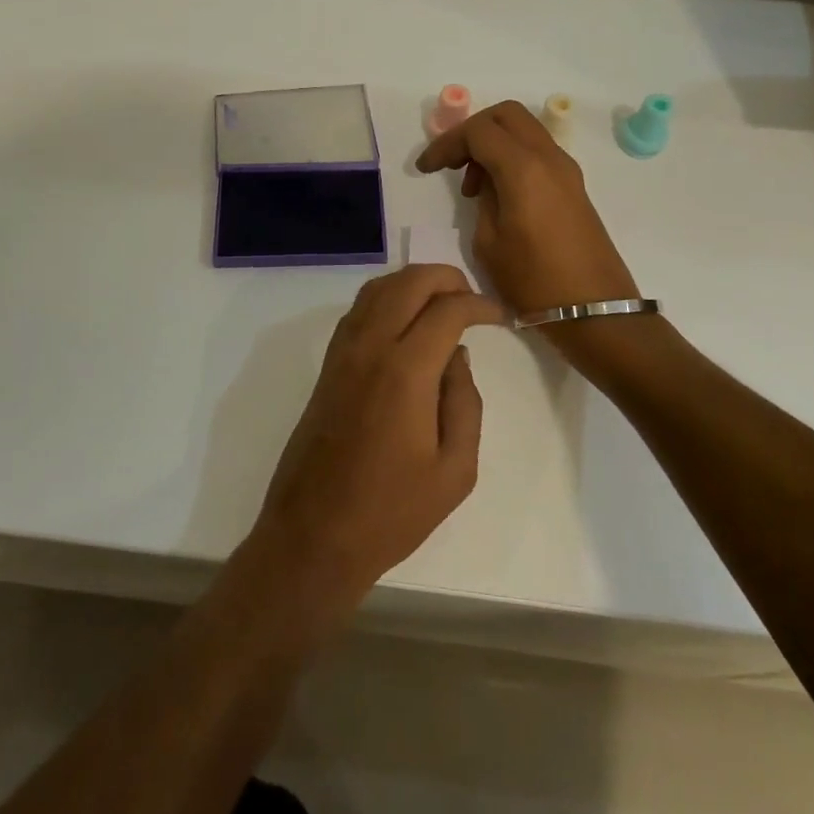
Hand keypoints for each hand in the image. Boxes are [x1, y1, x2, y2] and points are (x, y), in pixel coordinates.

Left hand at [249, 266, 506, 611]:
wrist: (314, 534)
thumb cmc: (392, 512)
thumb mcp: (455, 469)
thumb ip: (465, 403)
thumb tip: (457, 357)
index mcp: (405, 371)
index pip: (447, 309)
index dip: (479, 305)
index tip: (500, 317)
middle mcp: (369, 348)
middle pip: (408, 282)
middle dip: (446, 278)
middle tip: (473, 300)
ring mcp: (342, 354)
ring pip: (377, 289)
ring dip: (412, 283)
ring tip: (443, 304)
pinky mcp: (327, 367)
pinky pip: (357, 312)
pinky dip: (385, 300)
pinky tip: (405, 324)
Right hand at [415, 101, 637, 312]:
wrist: (593, 309)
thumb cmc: (534, 281)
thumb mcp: (489, 243)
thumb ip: (483, 200)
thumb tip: (486, 182)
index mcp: (523, 169)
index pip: (478, 131)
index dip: (446, 143)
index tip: (426, 168)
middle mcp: (548, 157)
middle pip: (506, 115)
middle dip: (473, 130)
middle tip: (452, 162)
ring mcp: (566, 169)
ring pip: (524, 130)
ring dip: (494, 143)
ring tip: (473, 186)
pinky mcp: (573, 185)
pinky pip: (537, 152)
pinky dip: (513, 157)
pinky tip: (499, 193)